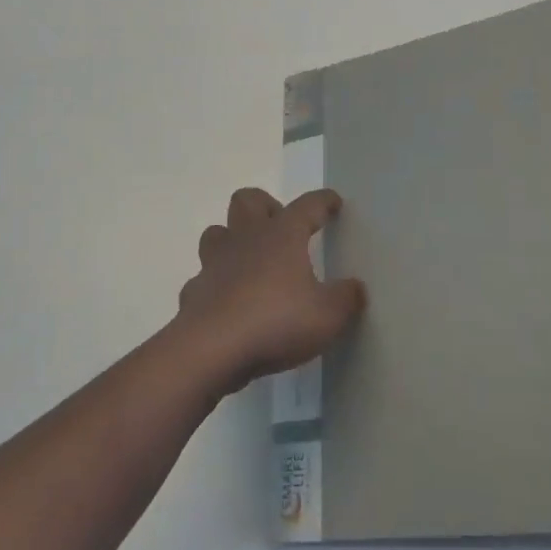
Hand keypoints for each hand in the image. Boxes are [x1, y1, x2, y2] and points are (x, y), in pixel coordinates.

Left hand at [176, 187, 366, 394]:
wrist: (210, 349)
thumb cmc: (275, 322)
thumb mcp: (327, 316)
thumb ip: (346, 299)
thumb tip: (356, 287)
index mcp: (282, 235)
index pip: (307, 205)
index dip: (323, 201)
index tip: (333, 202)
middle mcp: (246, 238)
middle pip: (248, 200)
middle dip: (265, 206)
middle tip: (282, 230)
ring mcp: (214, 263)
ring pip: (218, 232)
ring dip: (233, 239)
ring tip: (251, 261)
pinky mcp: (194, 292)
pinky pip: (203, 278)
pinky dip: (215, 285)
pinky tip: (228, 303)